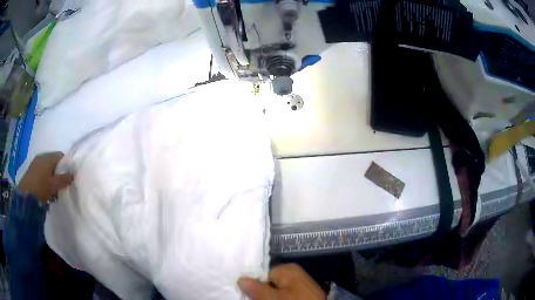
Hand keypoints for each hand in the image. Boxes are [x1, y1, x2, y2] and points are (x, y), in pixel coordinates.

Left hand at [18, 152, 73, 204]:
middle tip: (61, 184)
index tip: (68, 176)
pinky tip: (46, 188)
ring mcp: (35, 163)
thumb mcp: (54, 185)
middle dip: (58, 171)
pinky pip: (41, 171)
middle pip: (53, 161)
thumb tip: (73, 174)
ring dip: (51, 176)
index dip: (65, 164)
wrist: (25, 196)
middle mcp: (41, 157)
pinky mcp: (31, 170)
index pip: (60, 156)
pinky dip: (45, 178)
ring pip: (47, 167)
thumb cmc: (41, 188)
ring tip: (53, 189)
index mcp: (48, 158)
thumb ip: (63, 179)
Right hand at [238, 263, 325, 299]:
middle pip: (269, 281)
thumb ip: (256, 288)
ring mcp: (300, 282)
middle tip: (261, 298)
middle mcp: (294, 271)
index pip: (262, 274)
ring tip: (274, 298)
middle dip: (263, 290)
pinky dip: (282, 295)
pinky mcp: (304, 290)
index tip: (251, 295)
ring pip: (277, 288)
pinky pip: (286, 291)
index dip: (254, 286)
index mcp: (287, 268)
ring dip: (271, 294)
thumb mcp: (273, 297)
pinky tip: (283, 298)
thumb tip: (240, 279)